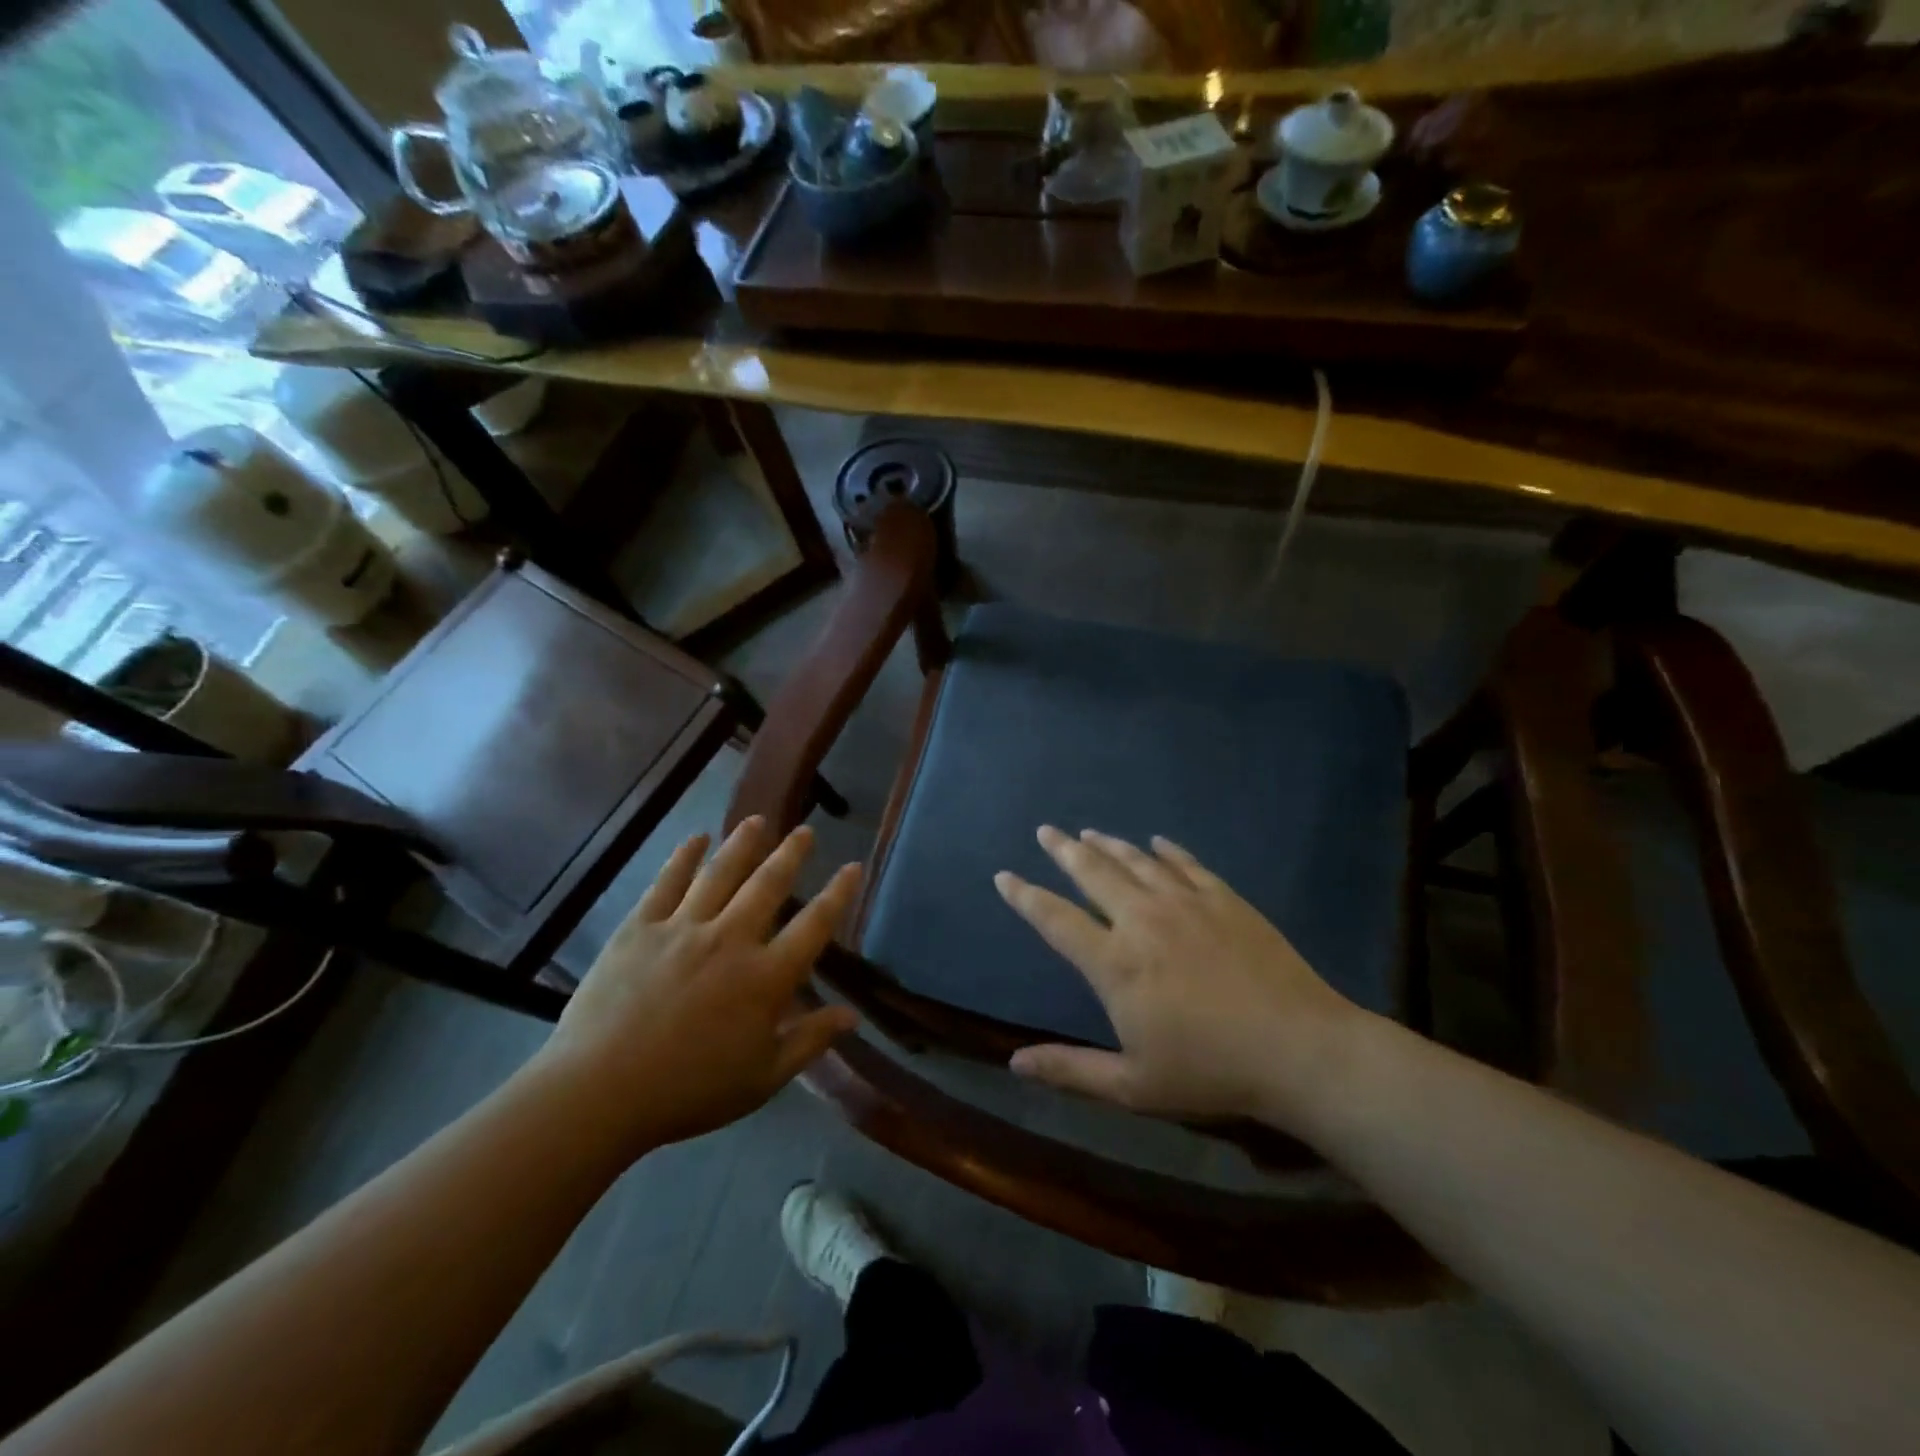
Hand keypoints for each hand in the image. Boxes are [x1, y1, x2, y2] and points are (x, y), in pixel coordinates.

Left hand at [536, 818, 860, 1150]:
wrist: (599, 1092)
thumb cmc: (689, 1091)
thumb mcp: (762, 1078)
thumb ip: (810, 1042)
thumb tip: (853, 1016)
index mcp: (765, 978)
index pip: (814, 926)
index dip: (838, 894)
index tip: (853, 867)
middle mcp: (730, 940)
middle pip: (768, 885)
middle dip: (791, 854)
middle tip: (806, 830)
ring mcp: (683, 928)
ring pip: (721, 873)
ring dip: (743, 843)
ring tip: (758, 821)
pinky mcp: (640, 928)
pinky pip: (667, 883)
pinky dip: (684, 857)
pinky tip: (696, 839)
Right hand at [995, 827, 1361, 1127]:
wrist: (1299, 1051)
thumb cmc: (1210, 1072)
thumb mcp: (1132, 1085)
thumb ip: (1070, 1070)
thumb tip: (1013, 1062)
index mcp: (1115, 963)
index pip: (1055, 919)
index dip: (1025, 896)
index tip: (1004, 875)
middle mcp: (1143, 920)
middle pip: (1093, 873)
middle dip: (1064, 850)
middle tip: (1045, 830)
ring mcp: (1186, 903)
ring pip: (1136, 861)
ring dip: (1108, 845)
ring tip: (1088, 833)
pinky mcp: (1225, 899)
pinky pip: (1186, 864)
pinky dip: (1166, 850)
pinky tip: (1156, 842)